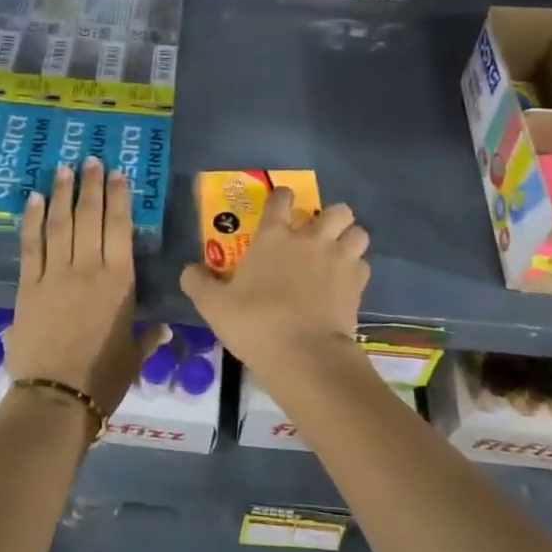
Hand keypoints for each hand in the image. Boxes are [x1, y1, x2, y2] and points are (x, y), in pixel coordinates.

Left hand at [4, 158, 156, 416]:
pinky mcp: (27, 285)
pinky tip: (34, 198)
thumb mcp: (134, 356)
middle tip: (91, 160)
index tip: (117, 174)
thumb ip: (148, 337)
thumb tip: (163, 328)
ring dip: (63, 193)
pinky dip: (32, 219)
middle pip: (89, 216)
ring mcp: (54, 274)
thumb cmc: (103, 378)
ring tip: (64, 168)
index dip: (119, 198)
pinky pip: (30, 245)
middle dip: (91, 185)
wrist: (56, 397)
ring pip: (60, 223)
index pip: (120, 228)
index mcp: (119, 281)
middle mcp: (88, 268)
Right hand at [180, 187, 370, 380]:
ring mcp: (338, 259)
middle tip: (319, 233)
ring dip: (350, 239)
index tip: (281, 203)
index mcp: (274, 237)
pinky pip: (363, 265)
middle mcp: (311, 240)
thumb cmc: (255, 323)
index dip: (282, 197)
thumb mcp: (214, 306)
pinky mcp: (357, 284)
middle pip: (336, 210)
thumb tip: (188, 269)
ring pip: (358, 233)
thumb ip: (198, 283)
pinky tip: (346, 283)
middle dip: (331, 217)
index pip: (281, 200)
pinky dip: (356, 270)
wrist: (304, 354)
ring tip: (340, 253)